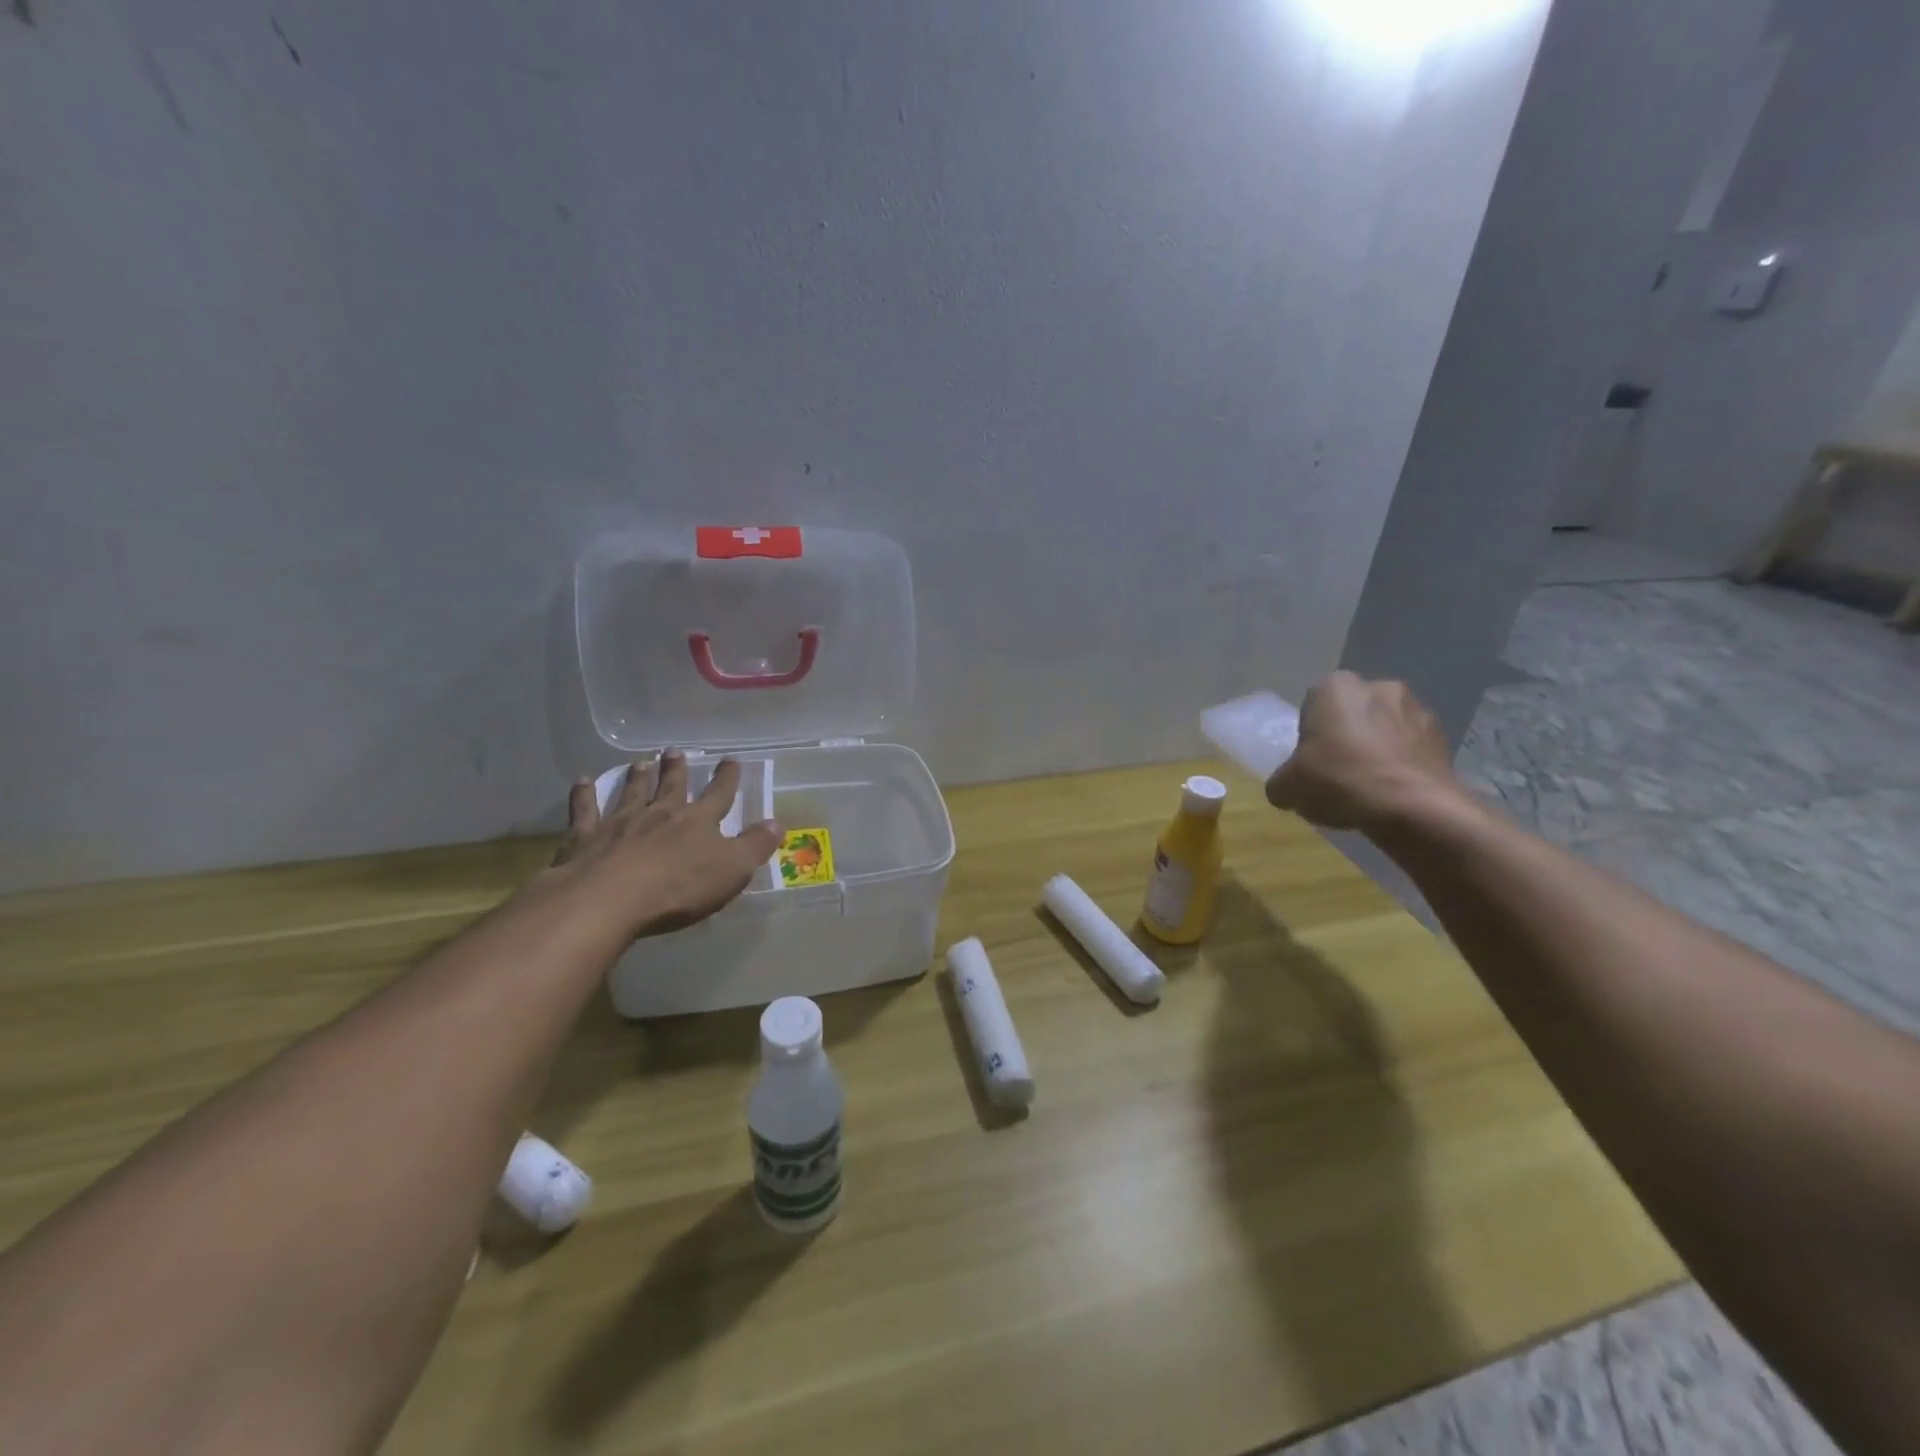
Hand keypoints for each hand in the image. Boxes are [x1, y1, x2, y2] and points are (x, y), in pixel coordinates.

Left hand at [550, 752, 781, 941]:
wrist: (610, 899)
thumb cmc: (679, 887)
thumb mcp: (732, 870)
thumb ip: (755, 845)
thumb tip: (777, 822)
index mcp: (698, 821)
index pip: (719, 794)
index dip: (727, 778)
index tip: (730, 760)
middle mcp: (660, 813)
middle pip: (671, 786)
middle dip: (677, 769)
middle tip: (675, 751)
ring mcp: (621, 823)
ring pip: (631, 792)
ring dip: (638, 777)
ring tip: (641, 762)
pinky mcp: (587, 838)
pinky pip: (586, 811)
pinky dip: (584, 795)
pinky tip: (582, 782)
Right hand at [1265, 671, 1465, 833]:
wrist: (1414, 807)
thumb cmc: (1340, 781)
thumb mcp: (1288, 787)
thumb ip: (1281, 781)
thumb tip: (1285, 786)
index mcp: (1335, 687)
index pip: (1313, 705)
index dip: (1310, 735)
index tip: (1310, 761)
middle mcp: (1378, 687)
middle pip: (1351, 713)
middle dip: (1346, 736)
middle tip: (1336, 773)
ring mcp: (1416, 709)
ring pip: (1384, 729)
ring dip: (1376, 749)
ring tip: (1368, 787)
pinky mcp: (1443, 736)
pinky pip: (1411, 748)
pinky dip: (1401, 764)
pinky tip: (1393, 793)